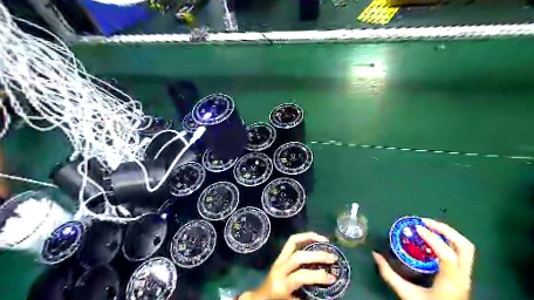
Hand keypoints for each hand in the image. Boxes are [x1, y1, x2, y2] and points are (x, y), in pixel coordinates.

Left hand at [241, 232, 336, 299]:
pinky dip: (304, 237)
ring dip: (310, 238)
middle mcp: (279, 268)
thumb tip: (327, 292)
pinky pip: (292, 241)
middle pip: (298, 257)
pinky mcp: (280, 255)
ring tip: (325, 240)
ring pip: (293, 242)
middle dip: (317, 256)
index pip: (300, 276)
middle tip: (333, 257)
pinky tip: (315, 238)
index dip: (317, 276)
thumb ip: (308, 296)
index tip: (332, 278)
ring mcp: (278, 259)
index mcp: (281, 284)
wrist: (261, 297)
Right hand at [372, 218, 475, 299]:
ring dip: (448, 233)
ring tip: (429, 226)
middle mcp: (463, 277)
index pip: (448, 255)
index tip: (416, 228)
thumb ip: (389, 274)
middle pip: (464, 246)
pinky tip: (433, 239)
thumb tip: (375, 255)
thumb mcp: (406, 294)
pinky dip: (448, 240)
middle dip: (445, 230)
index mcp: (451, 282)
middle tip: (424, 222)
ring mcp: (466, 275)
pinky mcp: (463, 274)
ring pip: (466, 247)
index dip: (433, 239)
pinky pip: (460, 251)